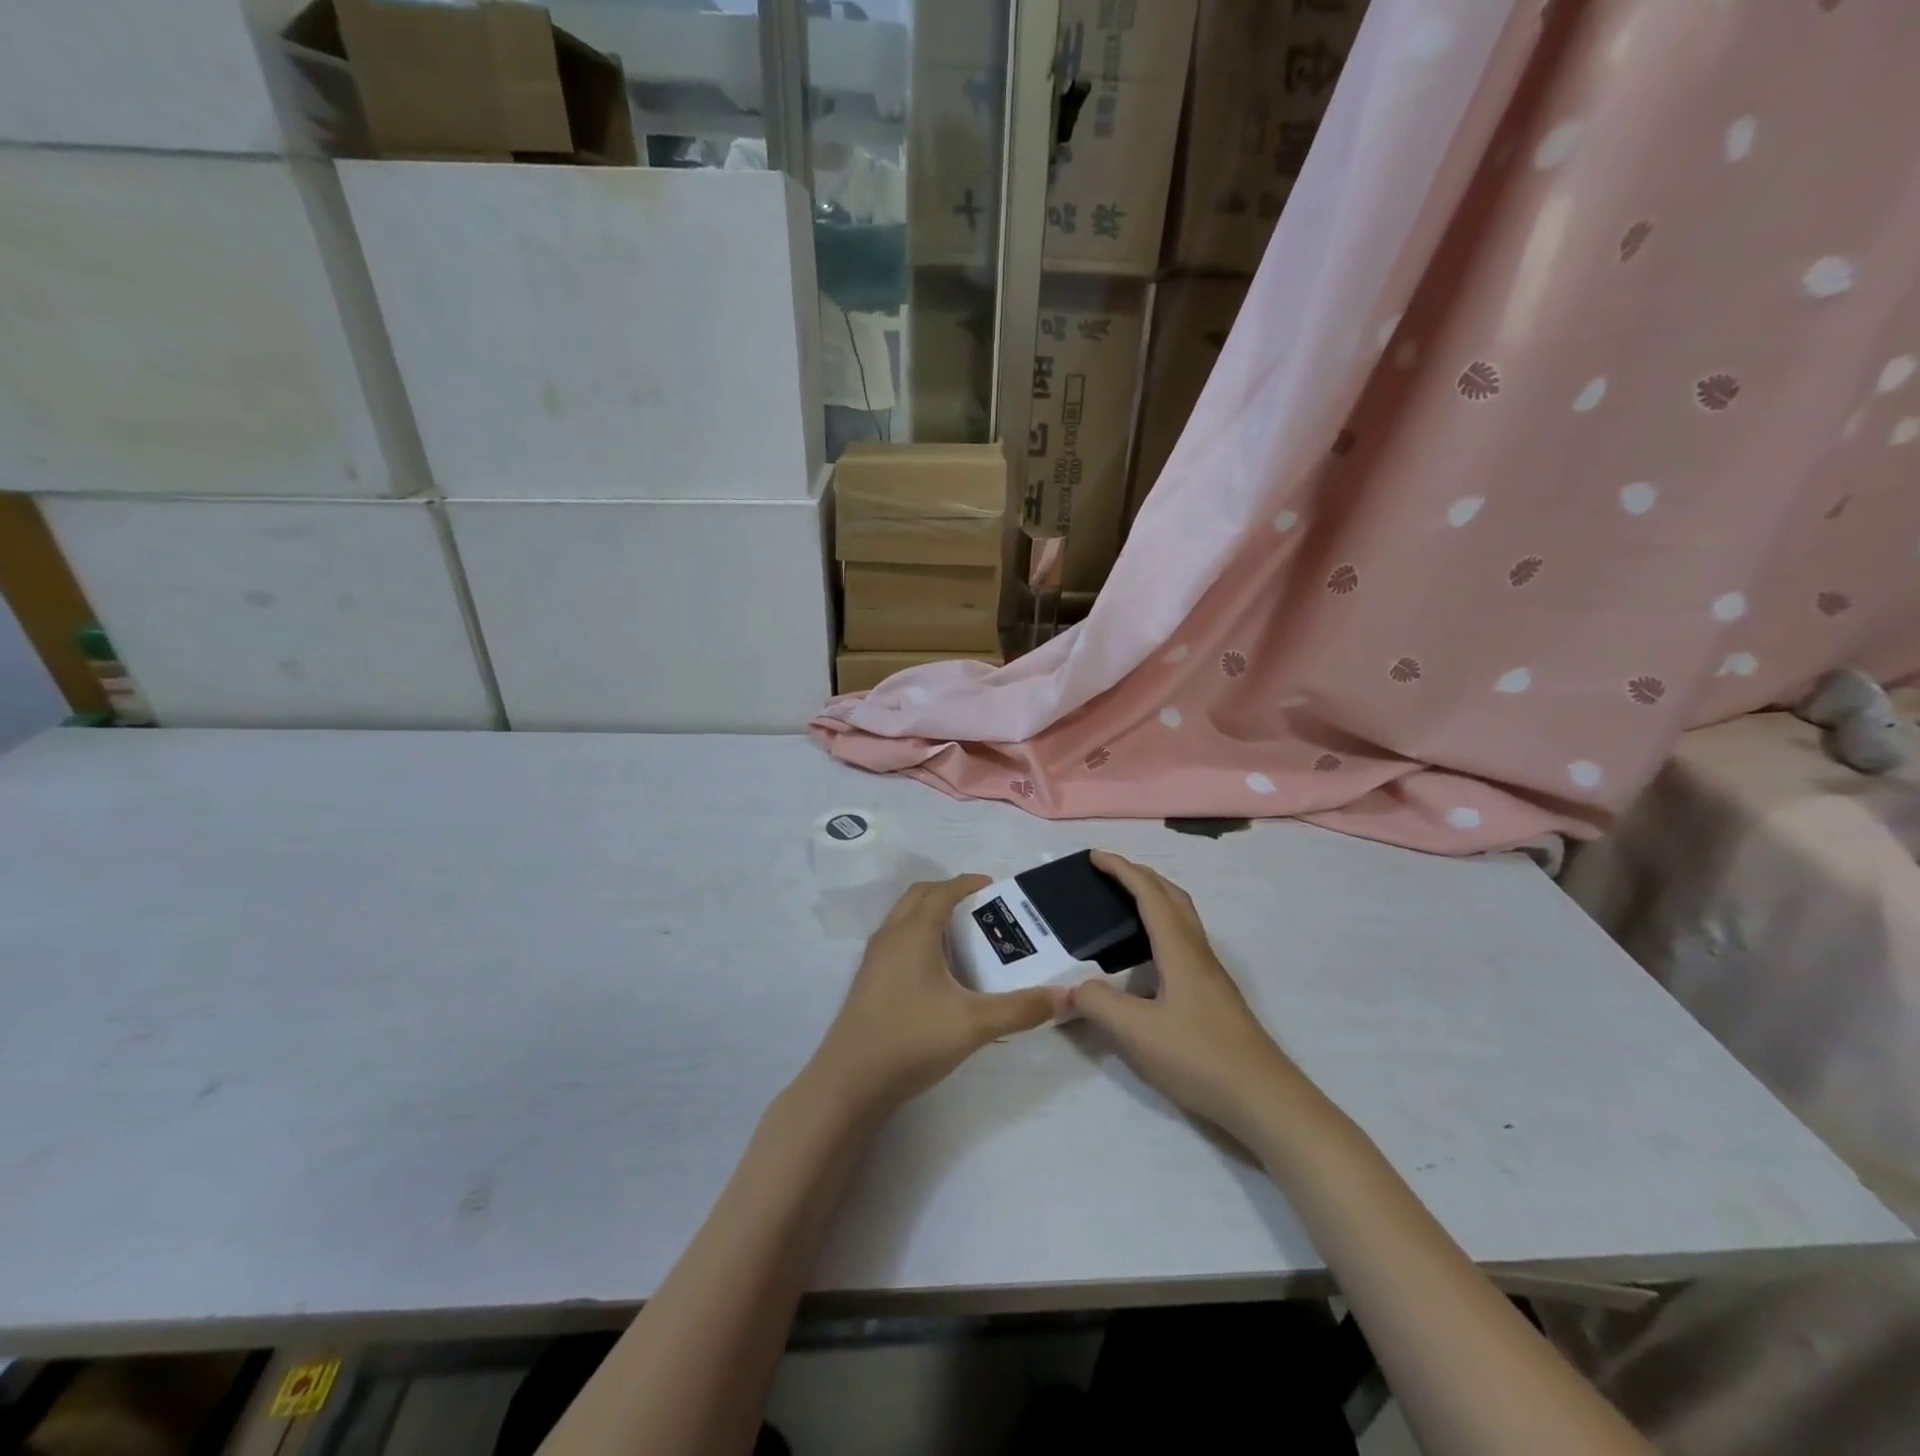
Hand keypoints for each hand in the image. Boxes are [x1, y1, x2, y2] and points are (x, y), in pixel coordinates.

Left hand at [803, 875, 1060, 1118]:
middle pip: (918, 896)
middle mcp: (890, 936)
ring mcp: (874, 959)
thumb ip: (1021, 1009)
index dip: (967, 884)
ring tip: (962, 936)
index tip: (993, 886)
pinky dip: (917, 936)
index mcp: (914, 933)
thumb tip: (1066, 996)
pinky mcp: (867, 981)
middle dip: (948, 893)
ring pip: (903, 918)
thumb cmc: (912, 1040)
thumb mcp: (974, 1025)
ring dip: (930, 914)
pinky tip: (936, 972)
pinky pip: (895, 940)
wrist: (849, 1082)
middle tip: (979, 907)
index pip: (942, 892)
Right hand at [1070, 852, 1299, 1142]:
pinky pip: (1183, 942)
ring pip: (1182, 919)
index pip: (1149, 894)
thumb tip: (1073, 988)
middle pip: (1172, 897)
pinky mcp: (1213, 996)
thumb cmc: (1199, 1056)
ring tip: (1124, 906)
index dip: (1121, 870)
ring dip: (1154, 900)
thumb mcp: (1136, 1032)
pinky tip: (1147, 959)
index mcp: (1179, 949)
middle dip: (1140, 876)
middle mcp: (1197, 952)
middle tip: (1109, 873)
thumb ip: (1098, 1004)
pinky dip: (1161, 928)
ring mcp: (1209, 975)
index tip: (1094, 856)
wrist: (1263, 1099)